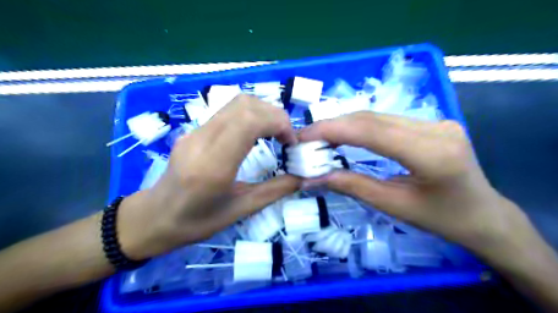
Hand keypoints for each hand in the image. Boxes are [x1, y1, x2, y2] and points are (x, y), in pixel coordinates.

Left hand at [116, 94, 300, 259]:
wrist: (154, 217)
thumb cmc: (196, 221)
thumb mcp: (239, 211)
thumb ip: (274, 191)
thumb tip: (301, 178)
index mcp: (213, 165)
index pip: (249, 121)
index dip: (278, 122)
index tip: (291, 142)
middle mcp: (202, 140)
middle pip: (245, 104)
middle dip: (275, 115)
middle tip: (286, 138)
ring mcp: (195, 131)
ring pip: (236, 103)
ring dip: (263, 112)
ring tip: (274, 134)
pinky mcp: (194, 130)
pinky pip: (227, 111)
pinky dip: (250, 115)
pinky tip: (255, 135)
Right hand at [299, 111, 532, 260]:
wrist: (483, 214)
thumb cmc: (441, 219)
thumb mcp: (393, 206)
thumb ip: (352, 186)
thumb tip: (313, 178)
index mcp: (432, 154)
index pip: (372, 131)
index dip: (333, 129)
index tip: (303, 135)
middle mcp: (436, 128)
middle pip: (373, 118)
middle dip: (334, 125)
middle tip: (307, 137)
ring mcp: (437, 121)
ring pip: (378, 116)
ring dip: (345, 124)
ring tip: (320, 137)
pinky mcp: (433, 122)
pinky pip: (388, 120)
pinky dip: (361, 126)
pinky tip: (345, 134)